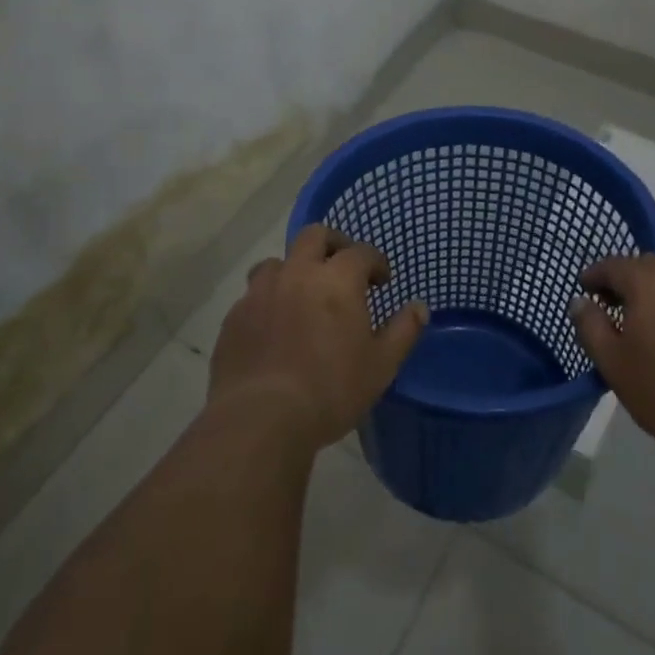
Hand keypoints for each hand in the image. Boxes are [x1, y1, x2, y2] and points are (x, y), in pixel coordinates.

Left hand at [208, 224, 427, 452]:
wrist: (261, 418)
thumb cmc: (331, 389)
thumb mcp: (381, 365)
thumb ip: (403, 331)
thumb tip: (419, 307)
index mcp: (337, 279)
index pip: (361, 252)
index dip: (376, 262)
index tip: (382, 281)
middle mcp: (298, 273)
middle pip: (314, 236)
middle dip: (333, 244)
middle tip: (343, 268)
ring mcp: (260, 292)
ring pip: (276, 262)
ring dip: (293, 270)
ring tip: (302, 295)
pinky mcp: (234, 317)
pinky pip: (253, 295)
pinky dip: (268, 300)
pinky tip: (274, 327)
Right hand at [571, 255, 654, 461]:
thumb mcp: (614, 364)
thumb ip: (590, 326)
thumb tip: (580, 302)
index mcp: (649, 280)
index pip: (613, 265)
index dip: (594, 275)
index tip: (584, 289)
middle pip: (647, 266)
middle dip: (627, 281)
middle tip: (613, 306)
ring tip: (648, 323)